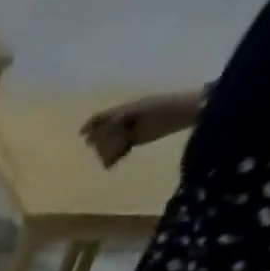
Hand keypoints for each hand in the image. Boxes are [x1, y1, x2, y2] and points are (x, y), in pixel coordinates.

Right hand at [81, 91, 202, 167]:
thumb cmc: (163, 110)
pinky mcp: (141, 139)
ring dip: (106, 148)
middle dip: (97, 138)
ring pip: (112, 139)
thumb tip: (94, 133)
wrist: (189, 111)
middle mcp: (127, 118)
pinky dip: (116, 155)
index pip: (103, 116)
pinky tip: (113, 162)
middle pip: (105, 129)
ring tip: (101, 157)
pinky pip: (123, 147)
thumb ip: (114, 121)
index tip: (80, 135)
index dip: (91, 124)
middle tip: (92, 148)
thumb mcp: (136, 113)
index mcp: (126, 109)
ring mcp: (134, 129)